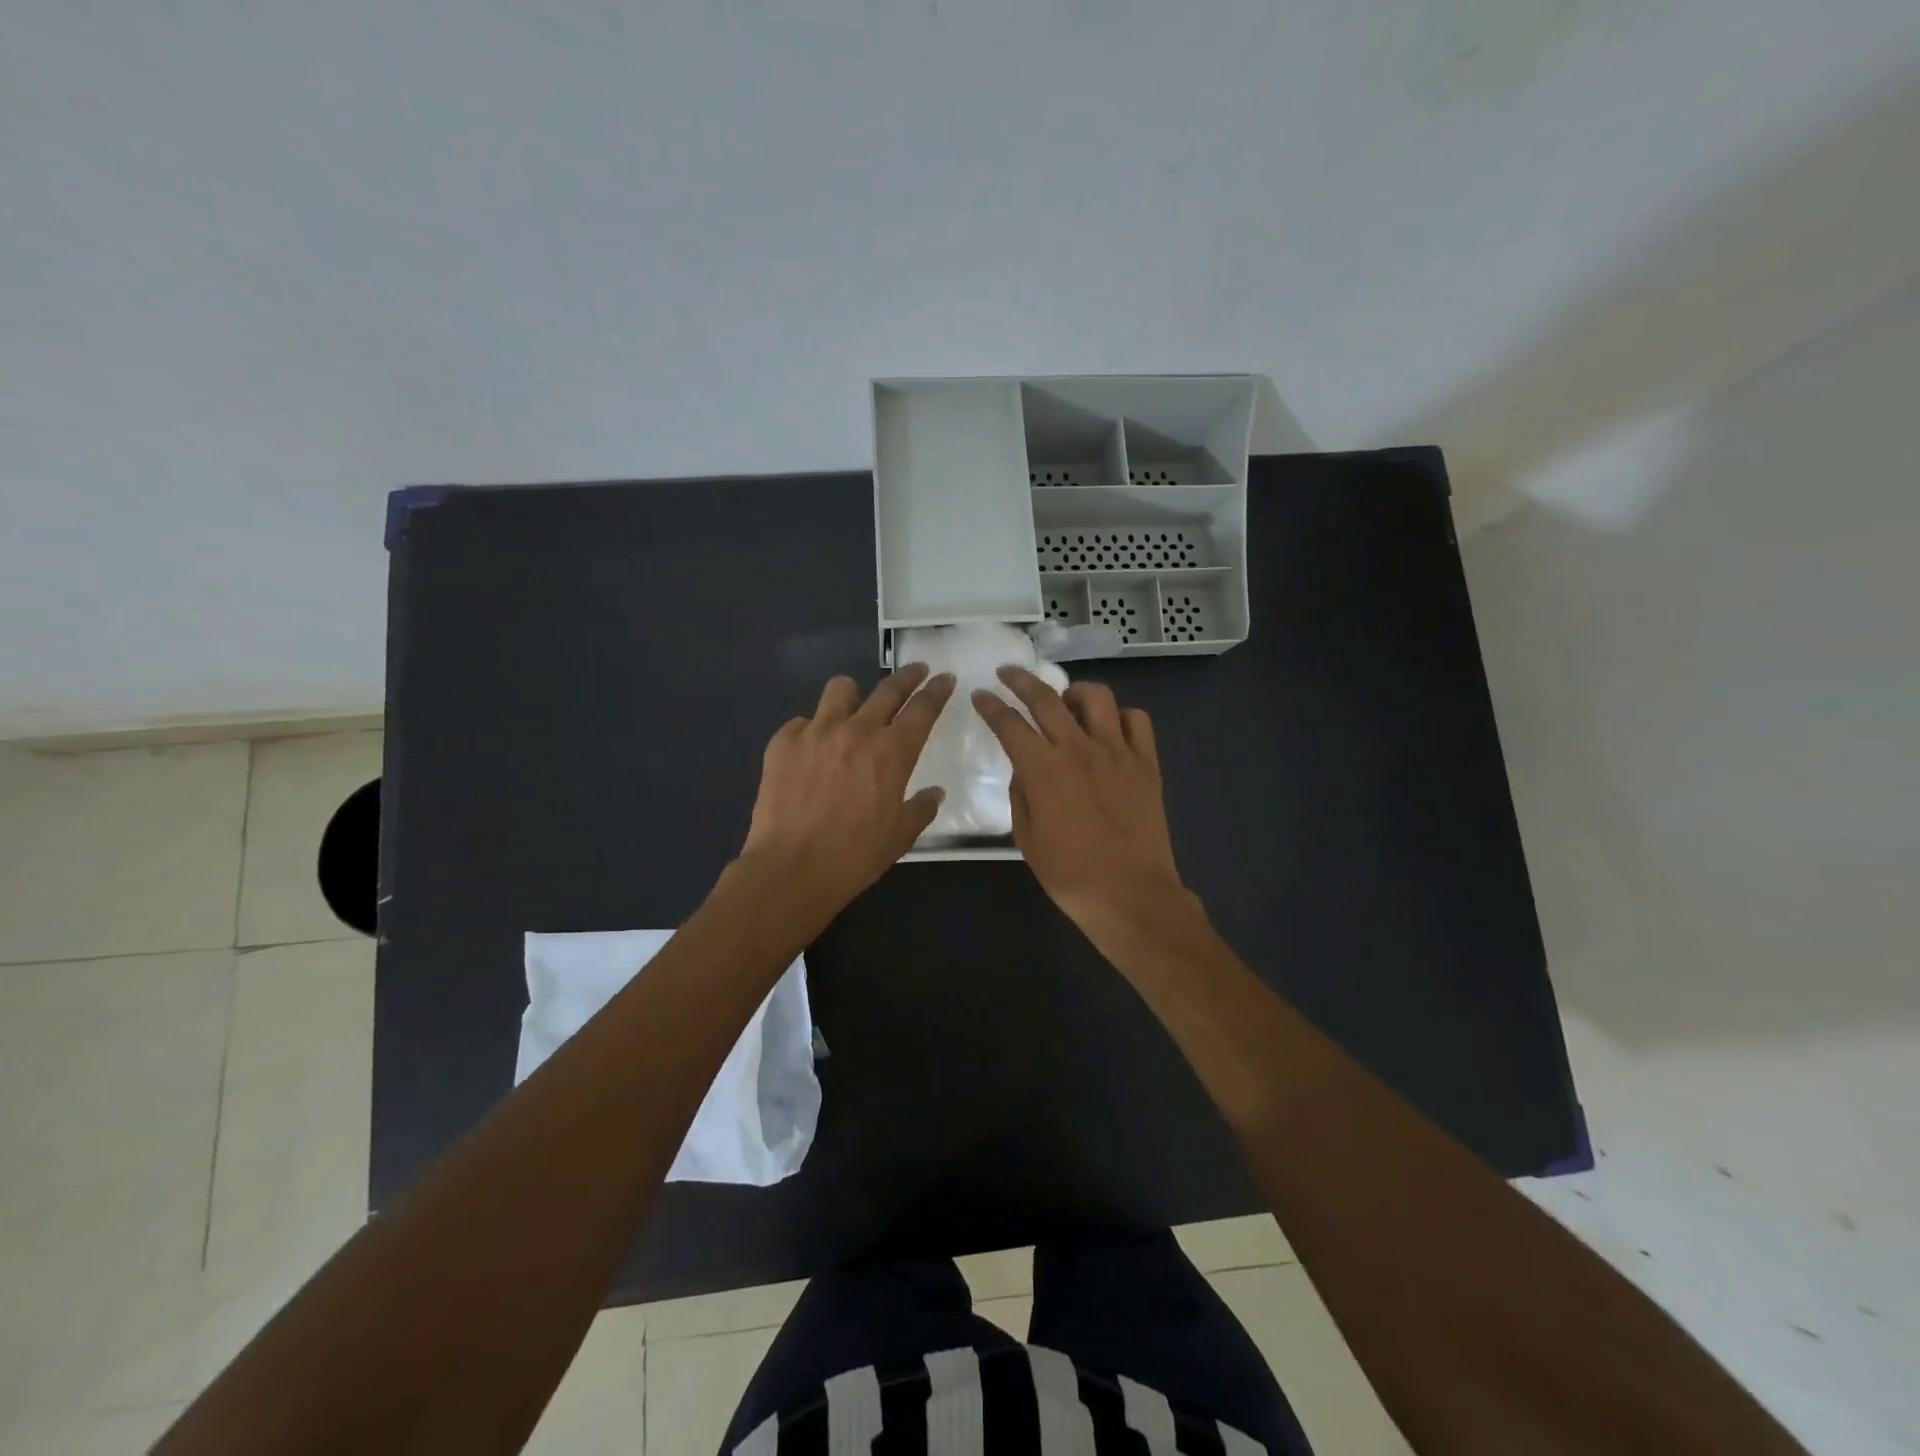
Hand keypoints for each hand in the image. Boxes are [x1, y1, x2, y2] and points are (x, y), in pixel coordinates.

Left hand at [739, 663, 955, 922]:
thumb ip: (921, 808)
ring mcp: (816, 732)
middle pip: (888, 689)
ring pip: (840, 690)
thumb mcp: (900, 836)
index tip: (945, 678)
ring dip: (854, 695)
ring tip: (854, 707)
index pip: (923, 709)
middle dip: (908, 676)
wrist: (791, 868)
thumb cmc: (854, 856)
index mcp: (892, 752)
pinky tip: (811, 751)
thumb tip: (934, 793)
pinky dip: (812, 730)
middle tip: (917, 671)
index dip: (937, 691)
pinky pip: (801, 722)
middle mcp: (857, 731)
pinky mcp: (782, 743)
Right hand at [971, 666, 1189, 943]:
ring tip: (1067, 702)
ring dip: (1075, 692)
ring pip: (1097, 697)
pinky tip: (1110, 730)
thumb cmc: (1070, 874)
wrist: (1131, 895)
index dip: (991, 706)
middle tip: (1008, 672)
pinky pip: (1137, 720)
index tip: (981, 695)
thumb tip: (1026, 768)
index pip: (1010, 724)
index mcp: (1044, 769)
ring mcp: (1118, 752)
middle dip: (1021, 680)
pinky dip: (1120, 717)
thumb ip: (1021, 794)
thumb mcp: (1027, 838)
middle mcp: (1079, 749)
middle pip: (1046, 698)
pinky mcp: (1147, 763)